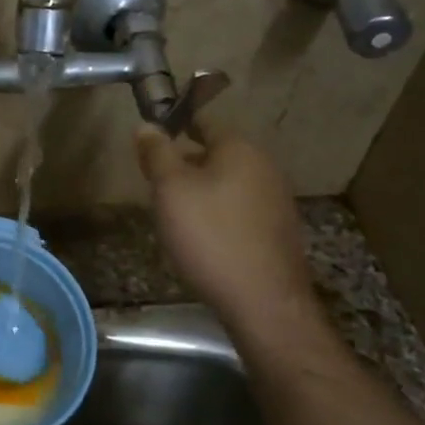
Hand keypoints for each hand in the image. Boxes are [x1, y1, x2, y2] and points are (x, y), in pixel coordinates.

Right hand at [134, 117, 316, 321]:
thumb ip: (157, 154)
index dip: (178, 124)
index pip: (205, 122)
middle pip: (218, 154)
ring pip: (229, 184)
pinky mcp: (278, 232)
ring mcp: (276, 201)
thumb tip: (147, 125)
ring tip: (175, 212)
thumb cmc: (210, 236)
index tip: (155, 137)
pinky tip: (203, 238)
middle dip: (188, 163)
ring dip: (203, 191)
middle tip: (158, 181)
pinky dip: (219, 215)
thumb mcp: (171, 190)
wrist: (263, 301)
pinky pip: (240, 210)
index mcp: (240, 149)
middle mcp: (265, 168)